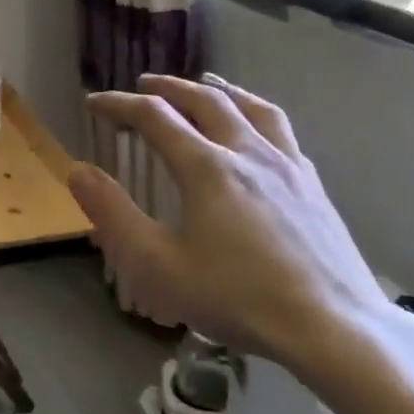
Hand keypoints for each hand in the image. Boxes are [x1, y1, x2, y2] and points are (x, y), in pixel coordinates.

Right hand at [67, 74, 387, 368]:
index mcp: (206, 167)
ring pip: (250, 106)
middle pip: (204, 99)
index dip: (118, 104)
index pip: (154, 116)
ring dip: (218, 89)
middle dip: (168, 87)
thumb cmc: (237, 298)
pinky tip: (255, 131)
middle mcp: (247, 152)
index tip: (94, 103)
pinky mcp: (314, 185)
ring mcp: (288, 165)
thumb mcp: (157, 265)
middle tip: (142, 85)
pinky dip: (255, 114)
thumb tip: (77, 171)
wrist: (336, 329)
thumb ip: (113, 214)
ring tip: (204, 84)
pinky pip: (281, 130)